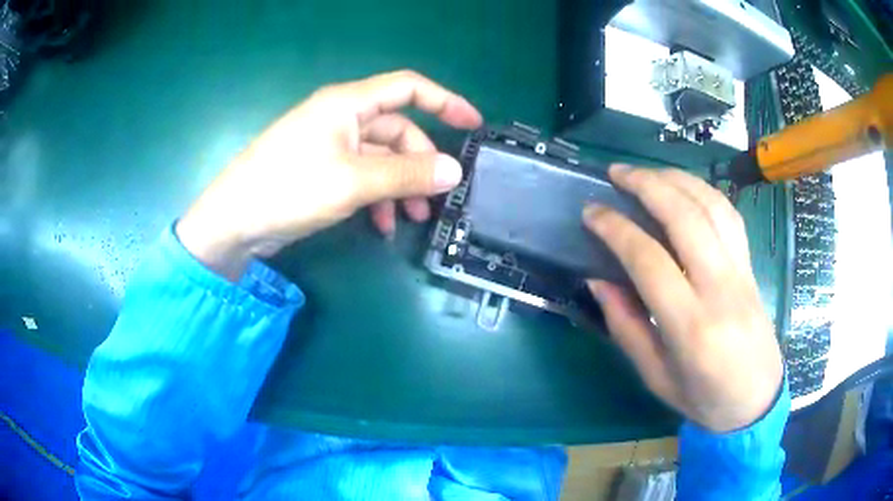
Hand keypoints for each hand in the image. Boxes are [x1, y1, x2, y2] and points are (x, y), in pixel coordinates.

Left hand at [176, 70, 482, 279]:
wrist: (233, 222)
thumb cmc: (289, 188)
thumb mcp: (354, 181)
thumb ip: (406, 174)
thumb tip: (454, 171)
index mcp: (348, 104)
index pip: (408, 87)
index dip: (445, 100)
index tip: (473, 124)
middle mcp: (341, 118)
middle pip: (397, 130)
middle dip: (419, 162)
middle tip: (435, 198)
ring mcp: (329, 145)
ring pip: (380, 158)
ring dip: (400, 185)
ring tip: (410, 218)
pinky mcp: (320, 170)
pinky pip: (361, 176)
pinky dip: (376, 197)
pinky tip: (380, 224)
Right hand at [583, 165, 783, 432]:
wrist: (756, 399)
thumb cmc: (703, 397)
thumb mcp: (655, 376)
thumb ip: (626, 326)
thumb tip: (598, 280)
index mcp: (690, 326)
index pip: (649, 260)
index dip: (616, 228)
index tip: (592, 212)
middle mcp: (720, 289)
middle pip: (685, 217)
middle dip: (647, 185)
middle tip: (616, 173)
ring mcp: (741, 271)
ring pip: (711, 206)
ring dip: (675, 179)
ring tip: (646, 172)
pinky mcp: (751, 265)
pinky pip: (729, 214)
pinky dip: (704, 191)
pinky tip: (684, 187)